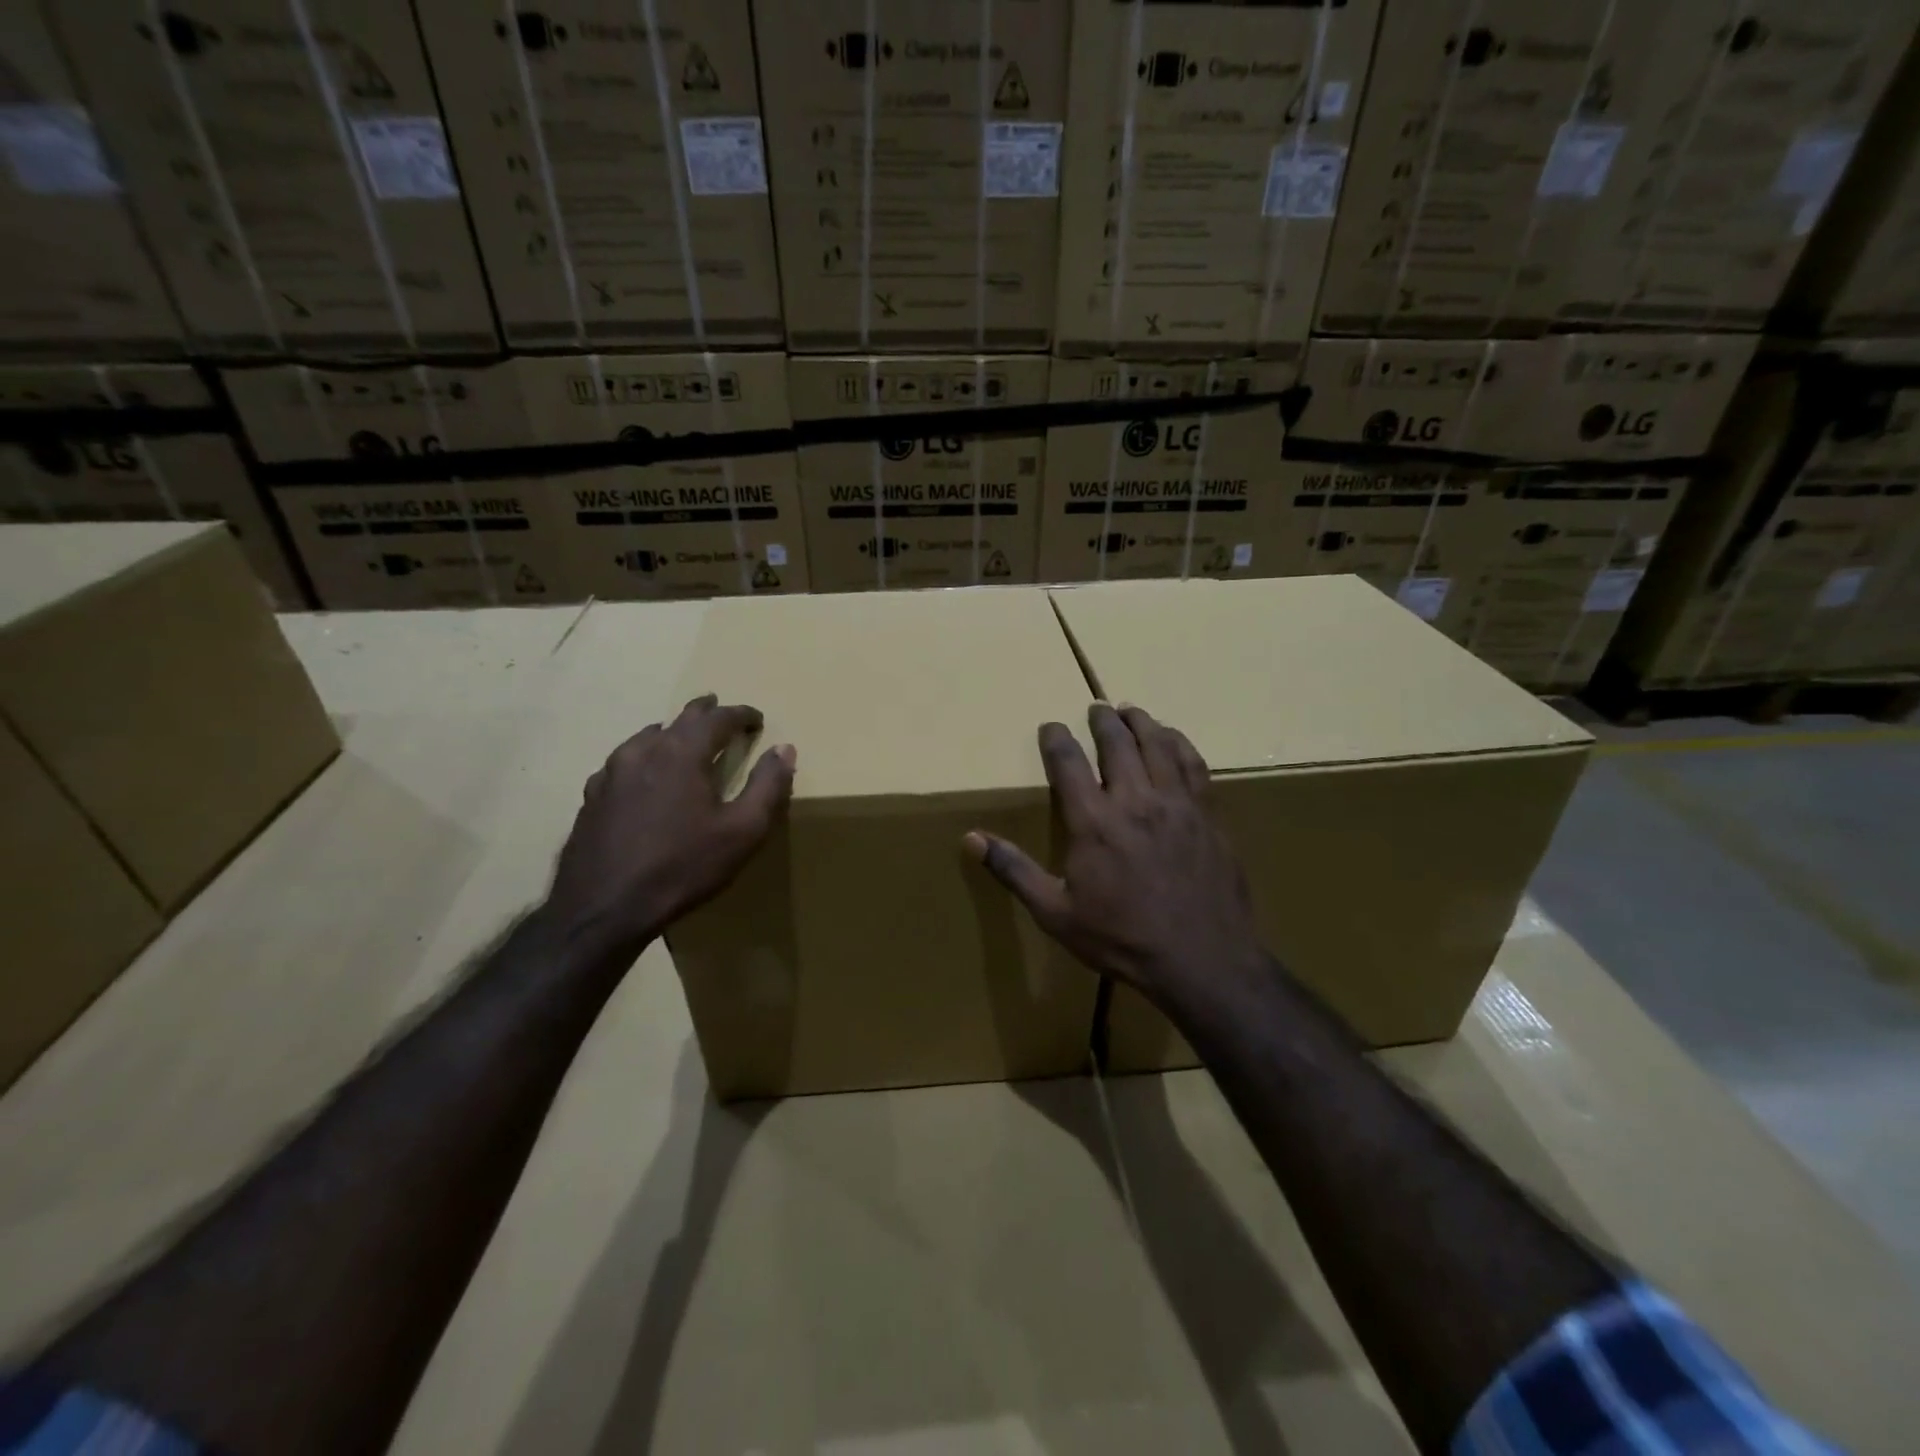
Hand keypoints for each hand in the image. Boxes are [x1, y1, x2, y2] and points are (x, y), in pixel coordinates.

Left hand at [546, 695, 795, 956]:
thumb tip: (785, 749)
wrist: (603, 908)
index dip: (742, 715)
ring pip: (647, 737)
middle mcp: (644, 750)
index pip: (718, 718)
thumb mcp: (743, 832)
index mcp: (683, 753)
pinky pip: (623, 762)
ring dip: (672, 733)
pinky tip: (644, 776)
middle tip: (721, 711)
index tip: (757, 719)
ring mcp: (611, 772)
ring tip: (684, 739)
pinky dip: (644, 758)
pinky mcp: (593, 796)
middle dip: (705, 713)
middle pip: (680, 719)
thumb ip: (768, 786)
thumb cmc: (682, 867)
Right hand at [965, 703, 1264, 1012]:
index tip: (1051, 726)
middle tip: (1096, 708)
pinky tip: (1174, 739)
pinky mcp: (1208, 815)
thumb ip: (1014, 870)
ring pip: (1158, 745)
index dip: (1056, 739)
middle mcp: (1135, 800)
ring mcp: (1177, 804)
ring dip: (1142, 723)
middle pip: (1117, 743)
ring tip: (1131, 711)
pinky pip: (1194, 765)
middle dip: (1102, 721)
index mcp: (1094, 821)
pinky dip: (1180, 744)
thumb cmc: (1121, 938)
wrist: (1202, 960)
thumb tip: (970, 839)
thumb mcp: (1055, 913)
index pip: (1068, 762)